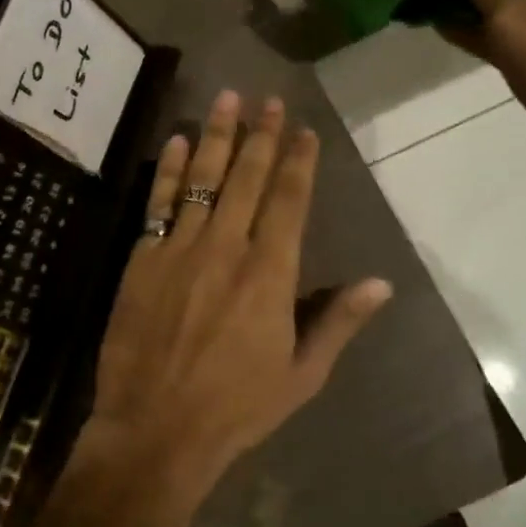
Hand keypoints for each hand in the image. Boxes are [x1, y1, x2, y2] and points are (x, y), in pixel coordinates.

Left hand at [79, 91, 392, 497]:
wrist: (155, 428)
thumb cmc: (236, 407)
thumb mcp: (301, 374)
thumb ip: (338, 321)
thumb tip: (382, 282)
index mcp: (270, 274)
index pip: (289, 202)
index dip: (298, 162)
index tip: (304, 130)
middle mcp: (227, 248)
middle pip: (247, 177)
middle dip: (261, 134)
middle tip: (269, 99)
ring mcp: (180, 249)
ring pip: (203, 179)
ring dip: (217, 135)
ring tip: (227, 98)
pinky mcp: (143, 258)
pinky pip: (159, 203)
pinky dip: (170, 169)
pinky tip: (178, 141)